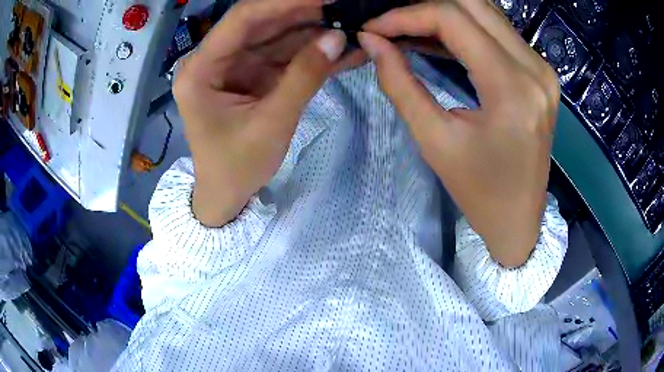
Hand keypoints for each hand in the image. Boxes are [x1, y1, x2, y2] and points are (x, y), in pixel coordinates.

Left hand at [174, 0, 352, 226]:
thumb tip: (338, 37)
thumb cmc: (236, 167)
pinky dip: (312, 51)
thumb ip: (304, 77)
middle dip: (305, 12)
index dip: (284, 2)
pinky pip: (284, 55)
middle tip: (346, 6)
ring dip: (314, 30)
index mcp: (201, 69)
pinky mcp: (252, 74)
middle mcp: (215, 59)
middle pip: (262, 22)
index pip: (243, 18)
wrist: (226, 194)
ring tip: (352, 22)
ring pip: (277, 36)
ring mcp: (235, 65)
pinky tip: (342, 46)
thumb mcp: (271, 124)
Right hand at [358, 0, 559, 266]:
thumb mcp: (434, 140)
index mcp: (512, 89)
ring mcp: (542, 69)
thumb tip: (372, 41)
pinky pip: (499, 32)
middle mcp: (535, 69)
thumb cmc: (479, 192)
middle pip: (473, 5)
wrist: (519, 219)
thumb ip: (400, 83)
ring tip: (409, 28)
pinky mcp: (541, 73)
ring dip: (445, 13)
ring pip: (487, 13)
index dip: (406, 15)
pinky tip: (439, 39)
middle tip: (392, 23)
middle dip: (425, 7)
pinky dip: (466, 28)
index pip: (453, 19)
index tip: (375, 28)